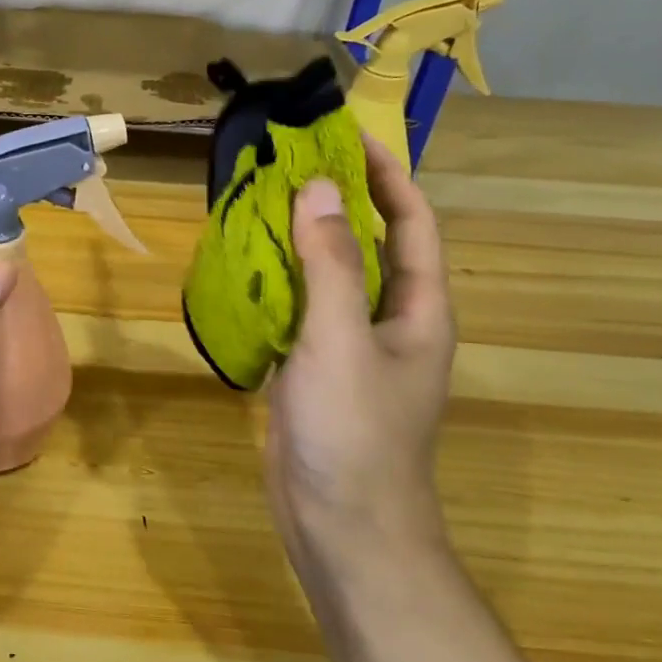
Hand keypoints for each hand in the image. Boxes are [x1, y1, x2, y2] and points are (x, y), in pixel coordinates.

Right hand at [265, 136, 456, 574]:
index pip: (411, 222)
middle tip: (288, 163)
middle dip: (336, 200)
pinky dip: (276, 282)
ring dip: (300, 239)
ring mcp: (351, 347)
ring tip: (258, 203)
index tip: (346, 136)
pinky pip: (299, 310)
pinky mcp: (315, 369)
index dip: (385, 175)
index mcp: (419, 309)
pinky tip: (241, 268)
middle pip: (369, 244)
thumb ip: (330, 265)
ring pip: (329, 277)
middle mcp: (391, 321)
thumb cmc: (353, 431)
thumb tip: (315, 188)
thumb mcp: (341, 340)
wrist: (341, 525)